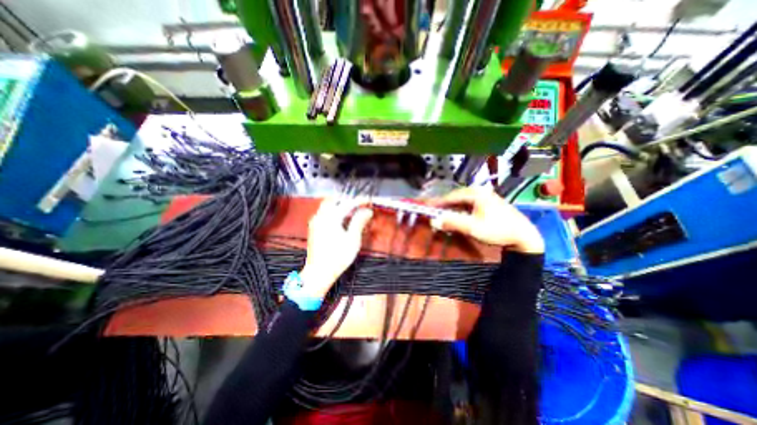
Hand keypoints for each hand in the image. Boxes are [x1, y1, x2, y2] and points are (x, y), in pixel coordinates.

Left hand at [300, 199, 373, 297]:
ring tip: (351, 212)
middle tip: (358, 205)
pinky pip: (323, 213)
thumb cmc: (338, 257)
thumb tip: (368, 211)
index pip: (347, 203)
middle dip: (347, 200)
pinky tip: (341, 220)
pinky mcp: (313, 228)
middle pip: (334, 200)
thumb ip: (359, 222)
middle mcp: (321, 216)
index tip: (368, 200)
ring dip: (339, 205)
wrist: (318, 273)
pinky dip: (333, 211)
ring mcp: (315, 222)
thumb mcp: (353, 240)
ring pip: (327, 206)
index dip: (359, 201)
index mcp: (331, 218)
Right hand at [424, 186, 543, 252]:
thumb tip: (434, 221)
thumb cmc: (497, 230)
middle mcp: (480, 191)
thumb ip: (453, 223)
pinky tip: (458, 214)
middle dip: (444, 204)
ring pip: (462, 200)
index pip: (451, 196)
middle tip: (433, 211)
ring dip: (452, 207)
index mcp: (476, 193)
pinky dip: (461, 208)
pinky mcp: (489, 202)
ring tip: (443, 213)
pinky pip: (469, 203)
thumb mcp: (473, 228)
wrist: (523, 235)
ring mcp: (486, 196)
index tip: (427, 207)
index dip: (438, 202)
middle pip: (456, 196)